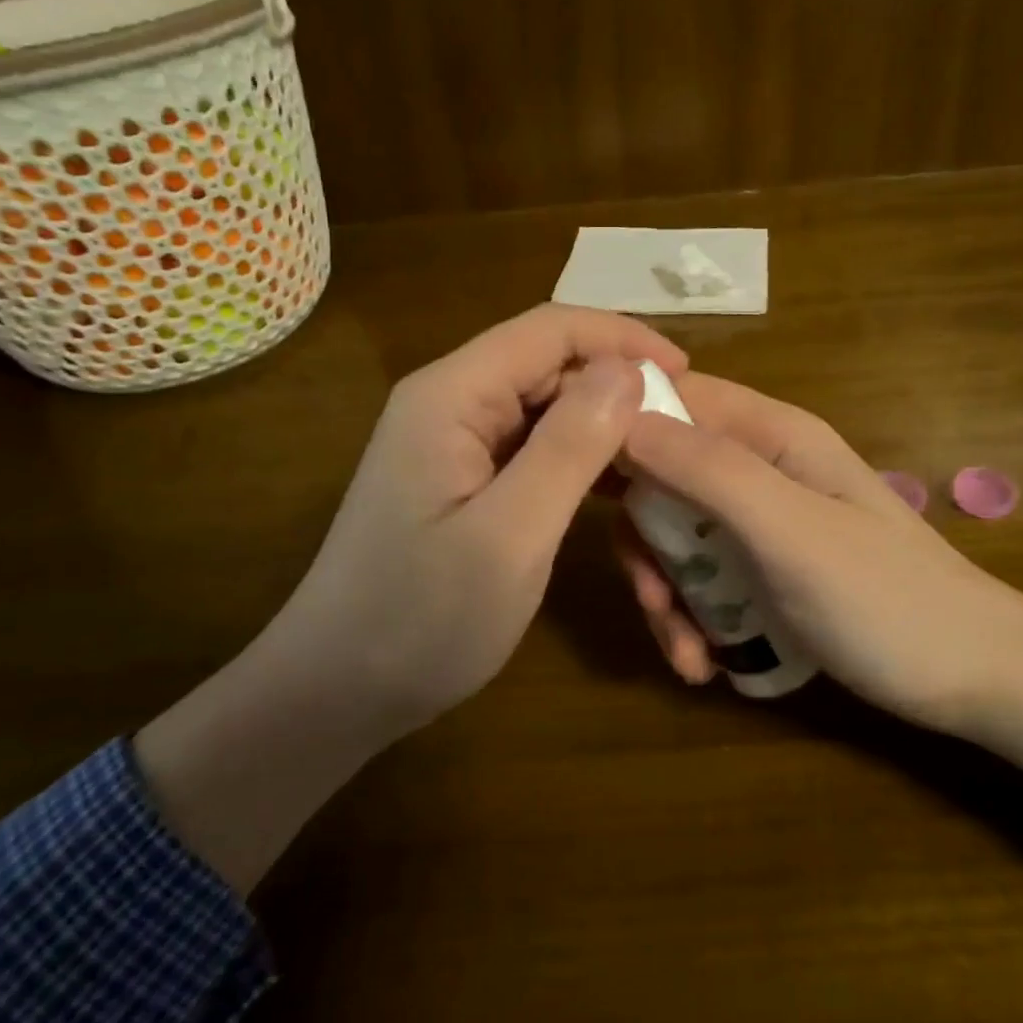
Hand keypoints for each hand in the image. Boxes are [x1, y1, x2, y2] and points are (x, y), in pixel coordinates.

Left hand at [269, 304, 682, 740]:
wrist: (336, 691)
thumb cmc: (420, 620)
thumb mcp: (510, 536)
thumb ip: (570, 447)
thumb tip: (627, 371)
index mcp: (451, 395)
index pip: (548, 330)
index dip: (621, 339)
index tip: (687, 373)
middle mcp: (448, 400)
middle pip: (546, 362)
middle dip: (616, 381)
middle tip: (682, 427)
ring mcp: (451, 439)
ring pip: (543, 403)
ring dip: (601, 420)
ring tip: (659, 453)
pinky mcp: (460, 475)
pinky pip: (530, 443)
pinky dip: (577, 452)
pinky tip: (612, 483)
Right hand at [617, 373, 1022, 733]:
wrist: (974, 681)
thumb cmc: (888, 600)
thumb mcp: (791, 532)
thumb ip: (708, 471)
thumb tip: (619, 416)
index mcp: (769, 434)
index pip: (673, 395)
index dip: (618, 421)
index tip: (572, 471)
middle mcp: (757, 466)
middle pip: (661, 473)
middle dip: (644, 539)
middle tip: (652, 598)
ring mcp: (758, 519)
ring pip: (673, 533)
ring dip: (665, 592)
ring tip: (687, 653)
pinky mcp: (759, 568)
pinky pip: (698, 575)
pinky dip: (689, 616)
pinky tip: (704, 661)